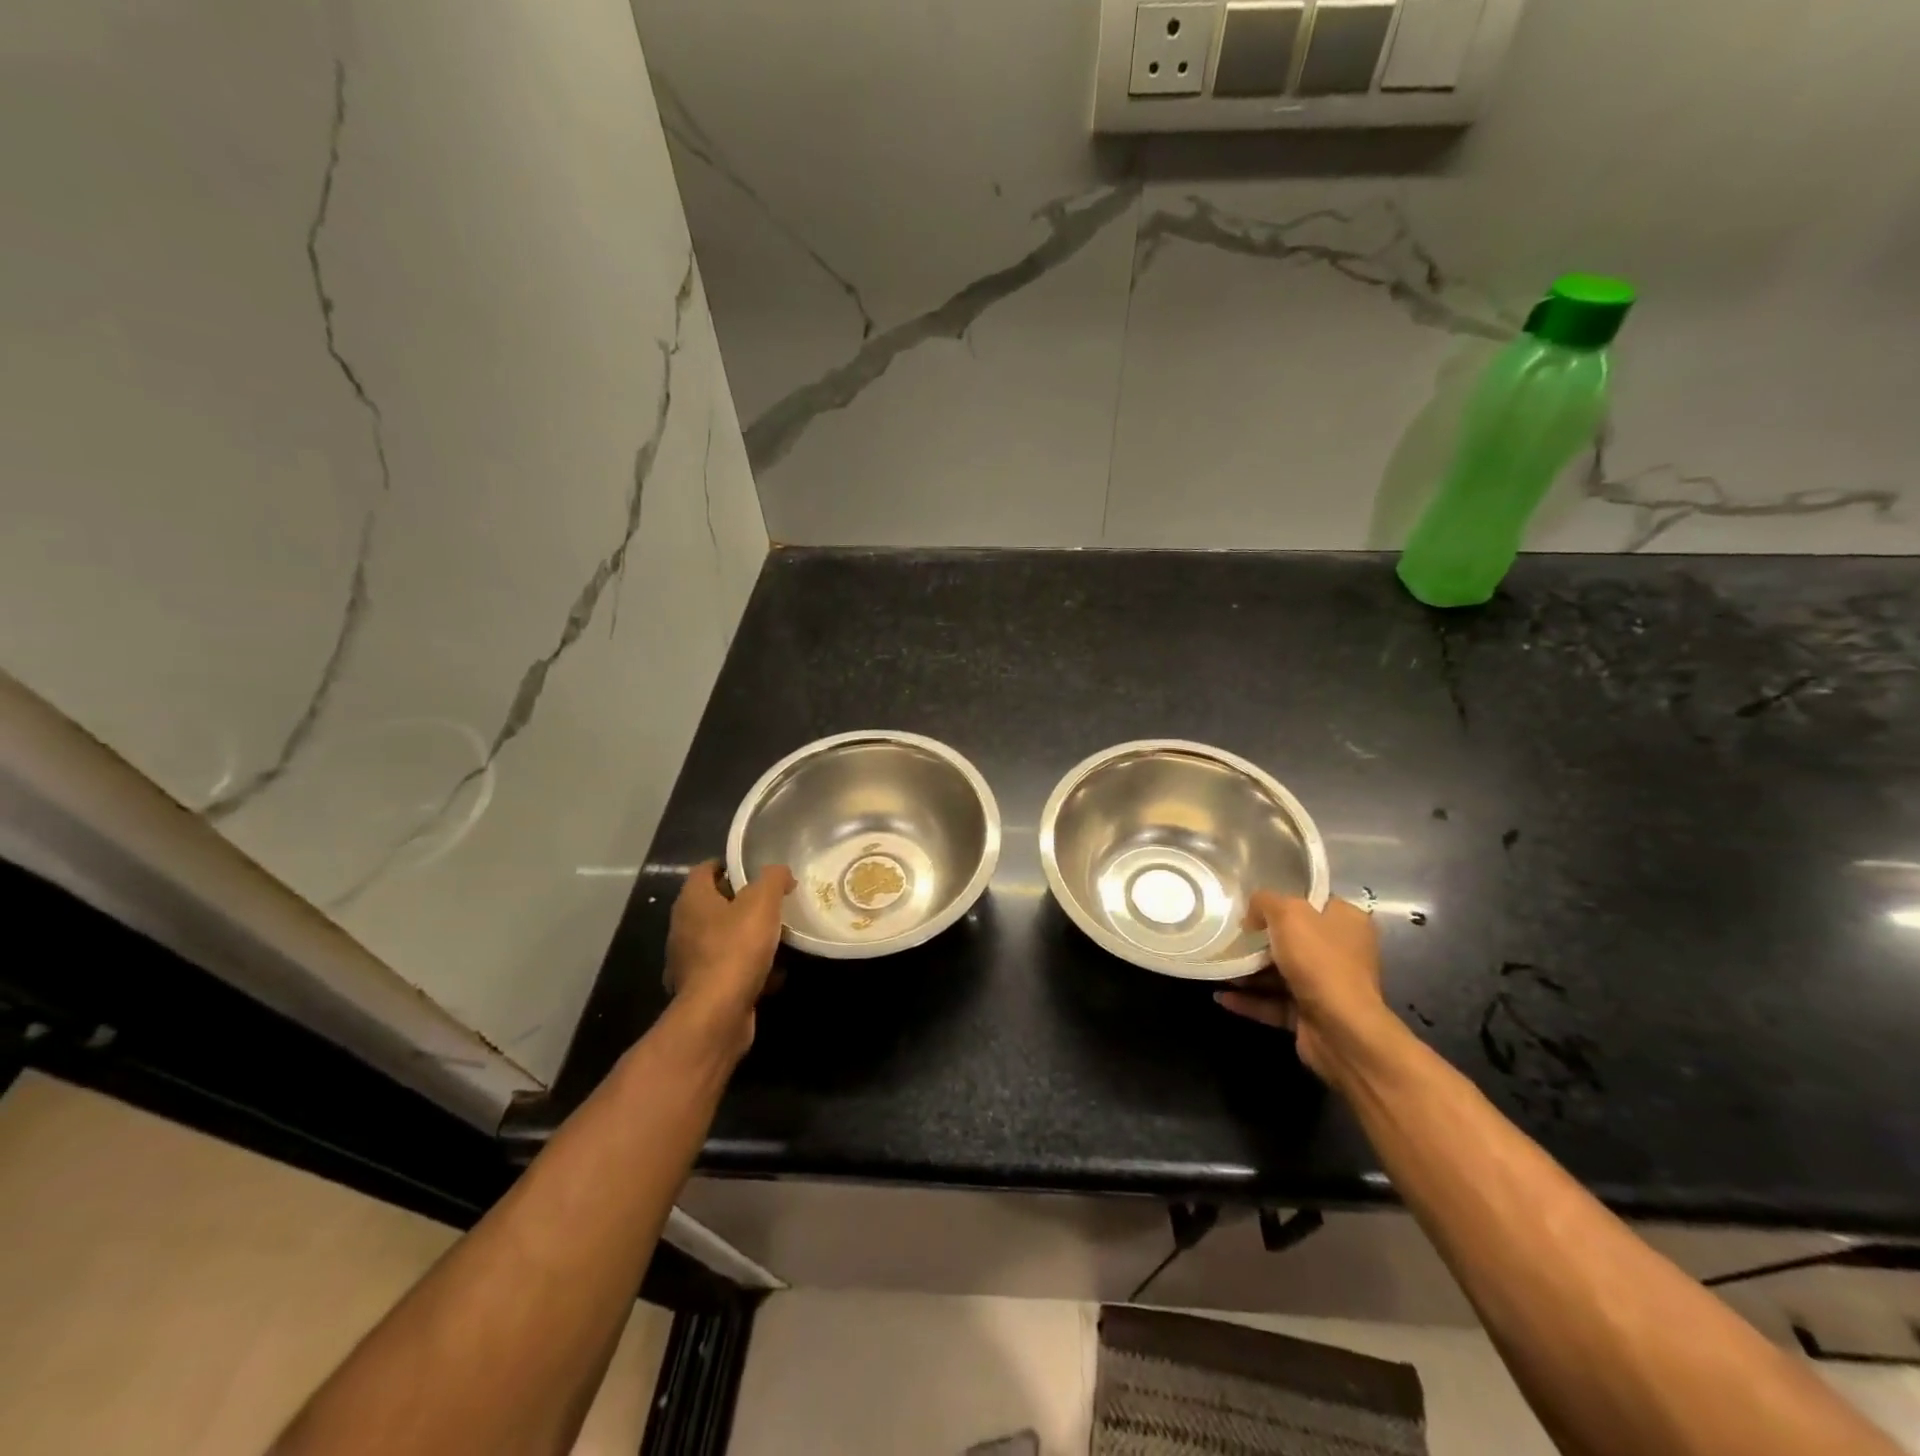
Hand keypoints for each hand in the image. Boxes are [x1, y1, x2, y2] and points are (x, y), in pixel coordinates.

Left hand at [663, 861, 795, 1047]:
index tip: (755, 870)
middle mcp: (683, 928)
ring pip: (721, 940)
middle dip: (742, 903)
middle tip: (771, 903)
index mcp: (692, 901)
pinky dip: (747, 970)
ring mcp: (689, 962)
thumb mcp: (762, 902)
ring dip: (746, 938)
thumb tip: (781, 873)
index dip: (728, 865)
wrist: (717, 1013)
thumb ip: (773, 879)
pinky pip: (727, 970)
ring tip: (776, 939)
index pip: (704, 870)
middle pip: (713, 905)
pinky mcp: (701, 990)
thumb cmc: (736, 947)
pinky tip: (773, 975)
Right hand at [1215, 894, 1393, 1084]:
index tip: (1252, 903)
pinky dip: (1249, 1000)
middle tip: (1229, 935)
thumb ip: (1265, 902)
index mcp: (1347, 921)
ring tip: (1217, 968)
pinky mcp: (1311, 1015)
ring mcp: (1327, 986)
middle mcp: (1342, 952)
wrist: (1340, 1029)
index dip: (1283, 899)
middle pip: (1294, 939)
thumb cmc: (1319, 961)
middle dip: (1259, 940)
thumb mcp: (1288, 913)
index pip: (1314, 902)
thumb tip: (1252, 914)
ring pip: (1281, 973)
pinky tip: (1222, 996)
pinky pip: (1274, 1003)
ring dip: (1249, 972)